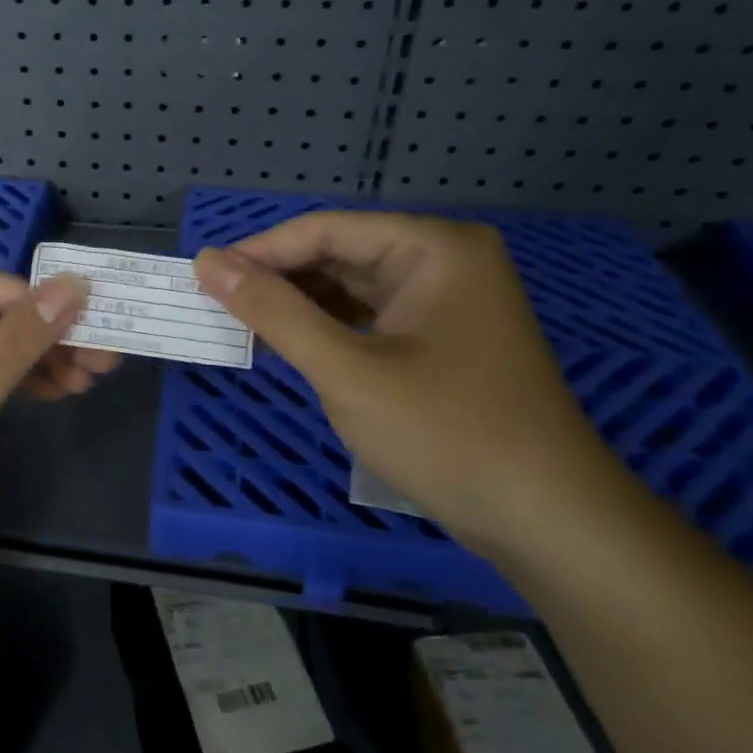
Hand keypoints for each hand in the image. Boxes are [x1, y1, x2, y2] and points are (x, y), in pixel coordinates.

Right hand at [194, 213, 626, 558]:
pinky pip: (369, 319)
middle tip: (216, 306)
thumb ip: (273, 312)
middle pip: (339, 254)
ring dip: (298, 307)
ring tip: (241, 326)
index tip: (203, 276)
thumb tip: (208, 263)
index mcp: (433, 248)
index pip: (326, 229)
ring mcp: (445, 301)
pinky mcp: (441, 339)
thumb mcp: (347, 371)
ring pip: (351, 288)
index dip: (260, 251)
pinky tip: (288, 346)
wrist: (549, 523)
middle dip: (279, 280)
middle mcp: (443, 261)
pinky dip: (327, 331)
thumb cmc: (448, 434)